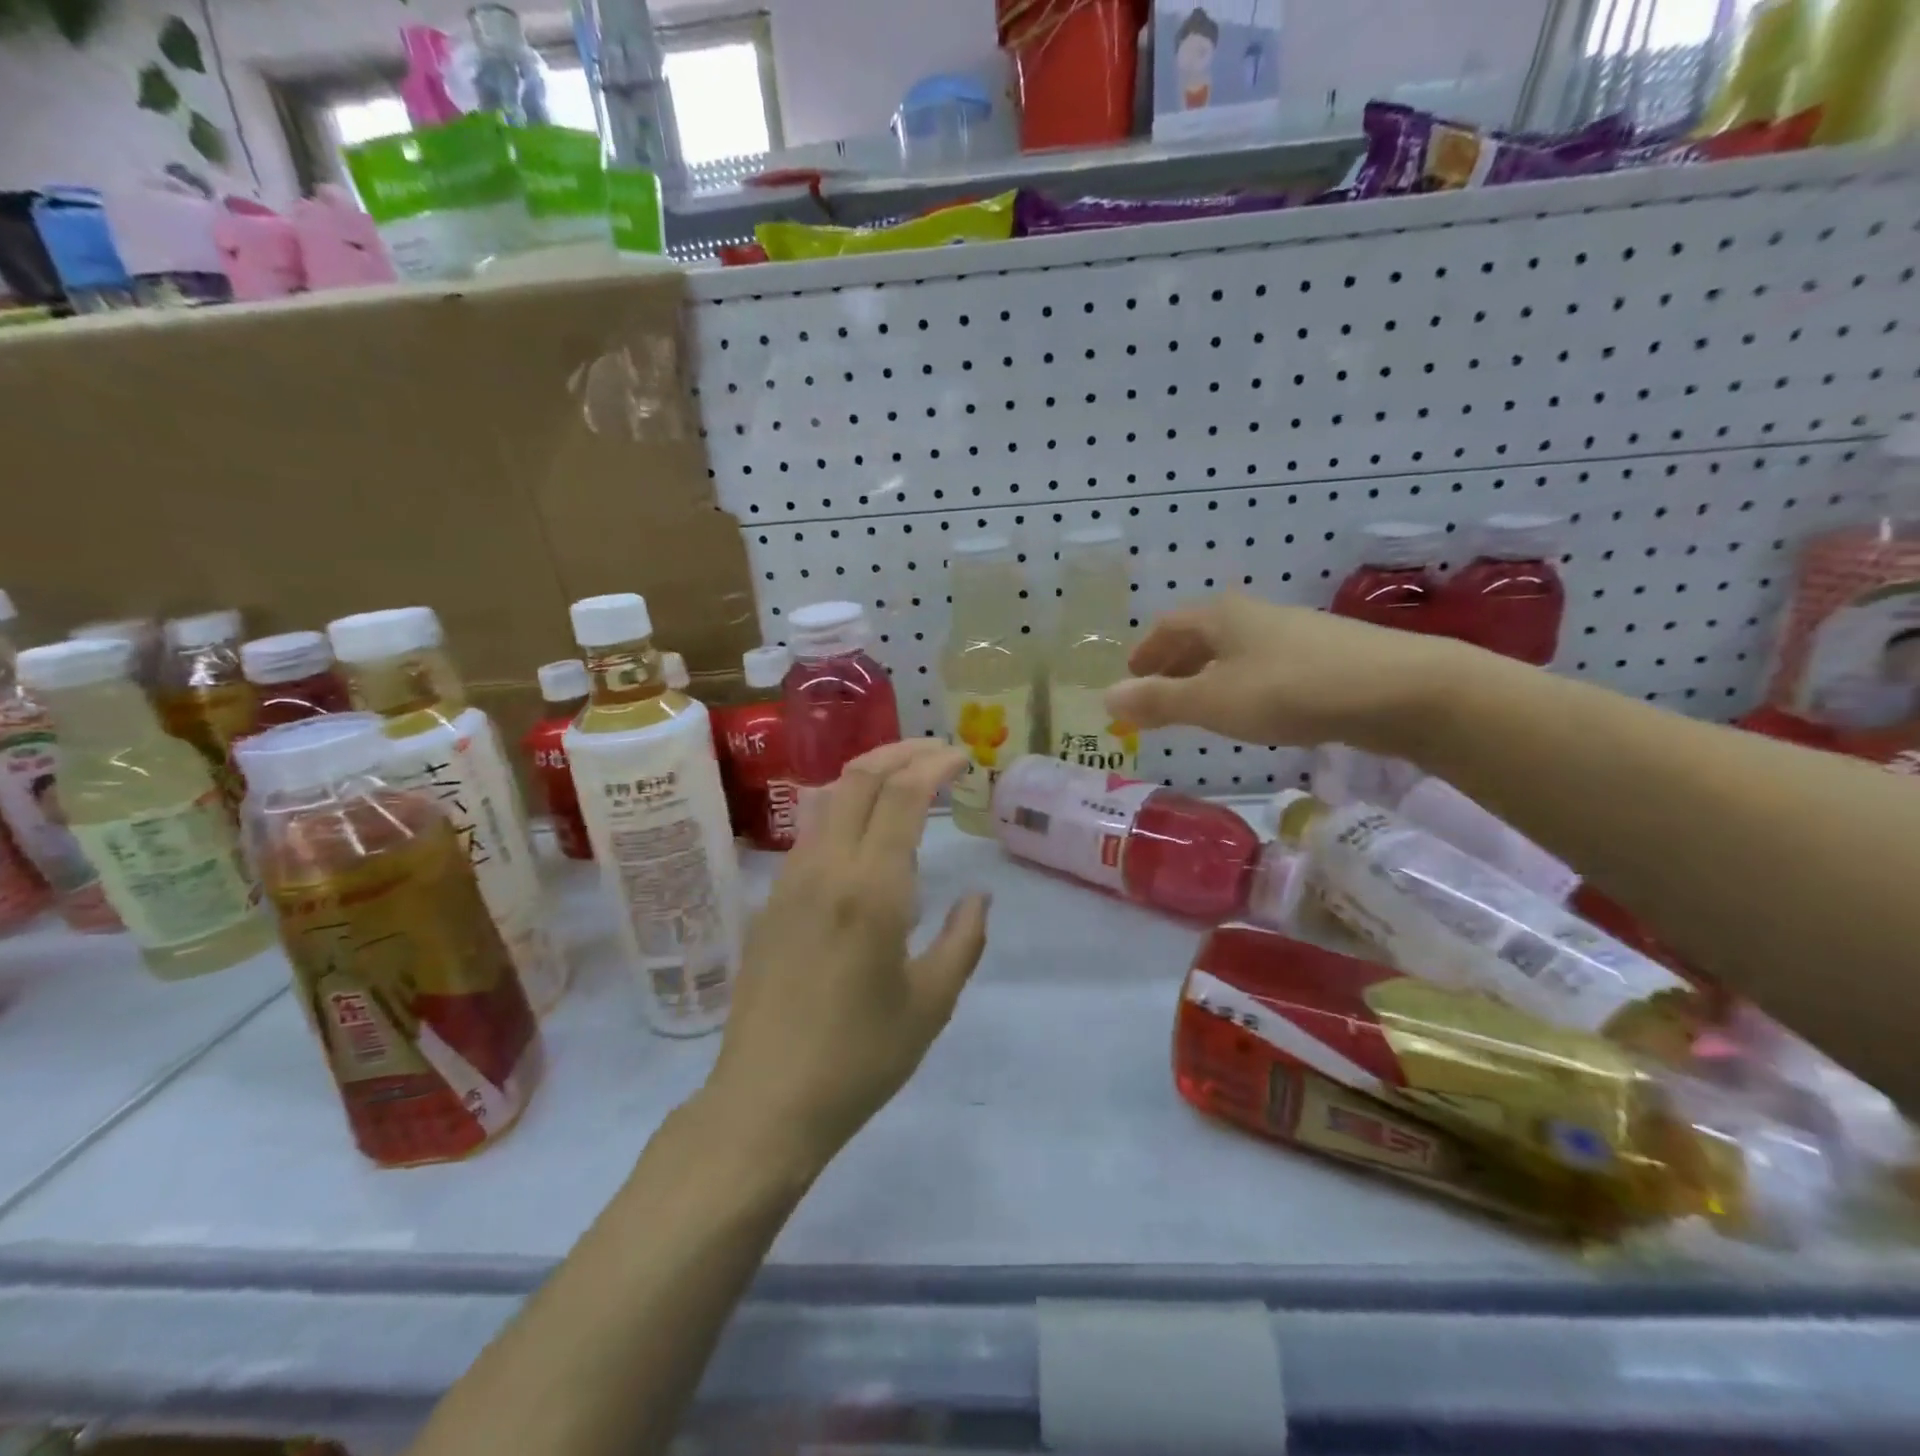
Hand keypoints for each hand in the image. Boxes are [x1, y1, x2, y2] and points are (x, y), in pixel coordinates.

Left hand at [703, 739, 990, 1171]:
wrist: (765, 1101)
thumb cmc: (859, 1058)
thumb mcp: (931, 1004)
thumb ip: (962, 940)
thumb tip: (977, 896)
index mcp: (871, 888)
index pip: (901, 795)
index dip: (934, 764)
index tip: (962, 757)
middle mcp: (826, 868)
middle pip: (859, 777)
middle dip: (901, 752)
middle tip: (938, 753)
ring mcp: (790, 881)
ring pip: (828, 798)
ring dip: (869, 774)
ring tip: (906, 779)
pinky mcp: (771, 901)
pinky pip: (811, 832)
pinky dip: (845, 808)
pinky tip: (866, 833)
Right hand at [1105, 592, 1468, 752]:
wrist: (1399, 689)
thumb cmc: (1288, 691)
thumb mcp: (1212, 702)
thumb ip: (1158, 701)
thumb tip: (1106, 698)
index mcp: (1220, 617)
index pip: (1168, 627)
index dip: (1145, 652)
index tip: (1131, 677)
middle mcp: (1254, 614)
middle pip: (1201, 635)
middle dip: (1175, 664)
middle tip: (1158, 694)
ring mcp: (1293, 632)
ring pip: (1235, 650)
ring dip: (1209, 674)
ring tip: (1200, 705)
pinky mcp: (1325, 655)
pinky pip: (1265, 665)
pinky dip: (1242, 683)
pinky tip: (1254, 707)